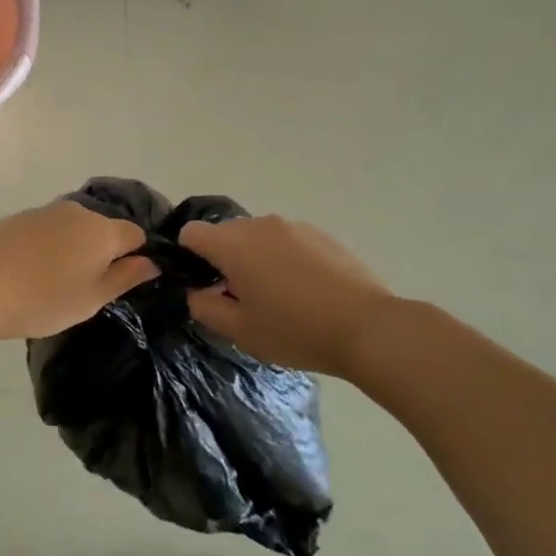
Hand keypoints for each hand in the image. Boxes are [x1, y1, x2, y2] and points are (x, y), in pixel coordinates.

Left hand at [0, 201, 157, 341]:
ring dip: (75, 248)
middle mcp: (79, 211)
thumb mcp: (92, 299)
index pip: (136, 235)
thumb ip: (125, 277)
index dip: (137, 256)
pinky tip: (33, 270)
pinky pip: (49, 229)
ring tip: (57, 281)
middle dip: (103, 252)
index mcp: (103, 231)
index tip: (123, 281)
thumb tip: (152, 261)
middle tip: (88, 288)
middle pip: (104, 229)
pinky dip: (50, 245)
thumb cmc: (43, 299)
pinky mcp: (21, 217)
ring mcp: (47, 211)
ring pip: (75, 228)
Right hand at [179, 215, 393, 378]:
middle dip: (225, 261)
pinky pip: (287, 242)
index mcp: (233, 244)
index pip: (191, 233)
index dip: (188, 258)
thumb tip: (197, 292)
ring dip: (256, 260)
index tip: (204, 286)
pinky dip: (285, 260)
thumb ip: (205, 307)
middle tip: (241, 299)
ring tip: (278, 298)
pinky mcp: (322, 235)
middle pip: (226, 234)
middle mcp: (260, 225)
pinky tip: (306, 293)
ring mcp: (294, 227)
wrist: (367, 328)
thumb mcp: (239, 331)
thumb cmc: (294, 330)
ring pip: (258, 238)